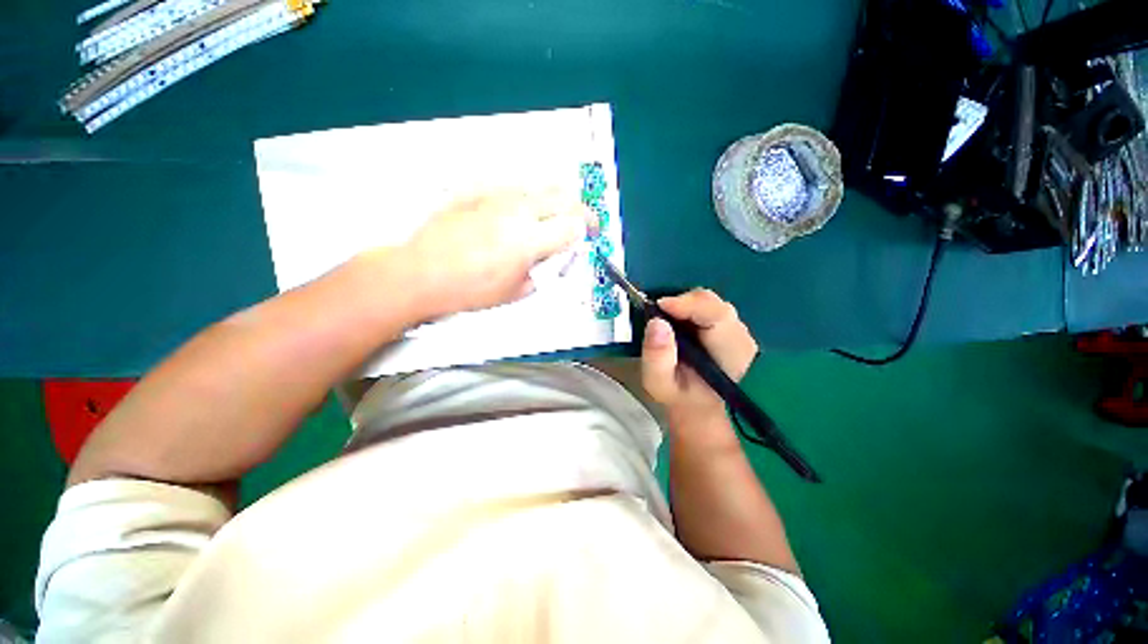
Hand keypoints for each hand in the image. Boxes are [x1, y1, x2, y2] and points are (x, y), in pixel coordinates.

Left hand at [399, 190, 592, 315]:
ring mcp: (498, 197)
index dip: (587, 231)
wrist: (423, 273)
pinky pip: (514, 188)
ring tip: (550, 218)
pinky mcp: (479, 191)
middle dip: (580, 210)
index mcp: (529, 240)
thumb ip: (542, 271)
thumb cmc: (468, 290)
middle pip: (565, 197)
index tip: (589, 237)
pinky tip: (518, 214)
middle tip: (579, 223)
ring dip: (555, 202)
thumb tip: (553, 258)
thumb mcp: (516, 292)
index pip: (574, 225)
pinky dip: (527, 199)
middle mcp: (518, 211)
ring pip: (541, 187)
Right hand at [641, 289, 758, 424]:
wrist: (698, 404)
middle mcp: (740, 336)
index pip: (716, 314)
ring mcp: (736, 329)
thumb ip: (657, 357)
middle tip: (656, 314)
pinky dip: (687, 309)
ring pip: (709, 302)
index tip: (658, 306)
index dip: (687, 304)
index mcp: (730, 353)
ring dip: (683, 306)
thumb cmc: (679, 396)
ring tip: (664, 322)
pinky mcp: (728, 325)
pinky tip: (675, 323)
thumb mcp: (659, 383)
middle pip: (712, 303)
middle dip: (681, 303)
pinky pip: (707, 306)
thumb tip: (656, 322)